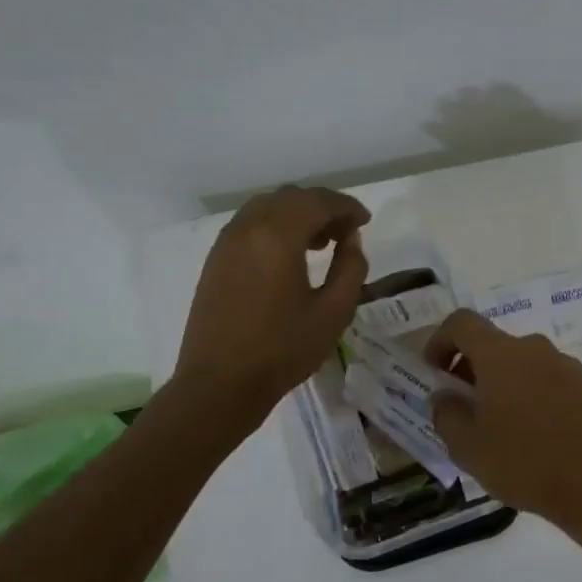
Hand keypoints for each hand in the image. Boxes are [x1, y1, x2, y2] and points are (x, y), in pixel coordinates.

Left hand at [175, 186, 369, 423]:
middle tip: (346, 231)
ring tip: (320, 242)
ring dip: (297, 215)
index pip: (317, 202)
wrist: (220, 384)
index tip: (366, 220)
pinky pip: (250, 226)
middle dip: (322, 207)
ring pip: (267, 208)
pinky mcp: (216, 261)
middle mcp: (247, 228)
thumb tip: (351, 240)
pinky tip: (289, 256)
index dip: (346, 206)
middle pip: (290, 198)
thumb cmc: (283, 350)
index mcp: (277, 236)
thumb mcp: (333, 312)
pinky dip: (275, 227)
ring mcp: (226, 243)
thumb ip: (350, 268)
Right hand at [425, 310, 581, 532]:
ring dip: (501, 381)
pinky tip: (531, 430)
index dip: (440, 340)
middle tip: (462, 405)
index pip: (462, 323)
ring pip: (521, 361)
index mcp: (502, 354)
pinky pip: (546, 378)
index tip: (434, 372)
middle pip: (493, 343)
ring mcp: (565, 365)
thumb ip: (446, 413)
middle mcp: (535, 348)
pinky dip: (529, 391)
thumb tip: (445, 395)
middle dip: (470, 367)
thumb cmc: (522, 462)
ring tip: (497, 422)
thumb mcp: (467, 446)